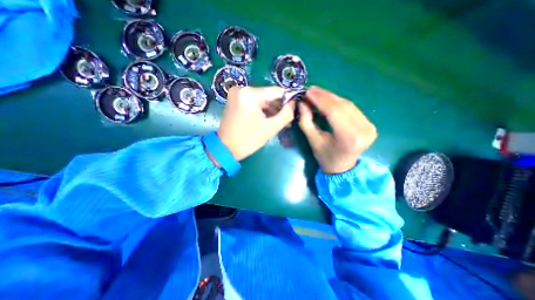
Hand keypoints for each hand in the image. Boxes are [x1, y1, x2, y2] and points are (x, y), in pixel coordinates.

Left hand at [216, 87, 294, 161]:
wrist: (226, 149)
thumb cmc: (248, 140)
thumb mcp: (271, 128)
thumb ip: (286, 113)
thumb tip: (294, 103)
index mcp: (249, 94)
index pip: (276, 91)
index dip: (289, 98)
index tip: (297, 107)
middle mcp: (242, 89)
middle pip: (268, 95)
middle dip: (279, 107)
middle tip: (289, 118)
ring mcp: (237, 94)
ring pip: (262, 99)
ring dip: (272, 110)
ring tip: (281, 121)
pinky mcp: (236, 100)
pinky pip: (255, 102)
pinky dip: (263, 110)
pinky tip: (271, 119)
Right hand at [297, 85, 374, 173]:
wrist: (343, 168)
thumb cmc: (325, 157)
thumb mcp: (313, 141)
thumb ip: (306, 122)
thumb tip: (302, 103)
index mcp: (348, 138)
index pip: (334, 111)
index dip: (320, 99)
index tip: (308, 91)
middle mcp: (363, 130)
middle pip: (343, 106)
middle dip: (325, 96)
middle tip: (311, 90)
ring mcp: (370, 127)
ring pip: (348, 105)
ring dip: (331, 98)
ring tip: (317, 93)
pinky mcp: (370, 124)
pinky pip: (352, 109)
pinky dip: (339, 103)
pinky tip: (328, 100)